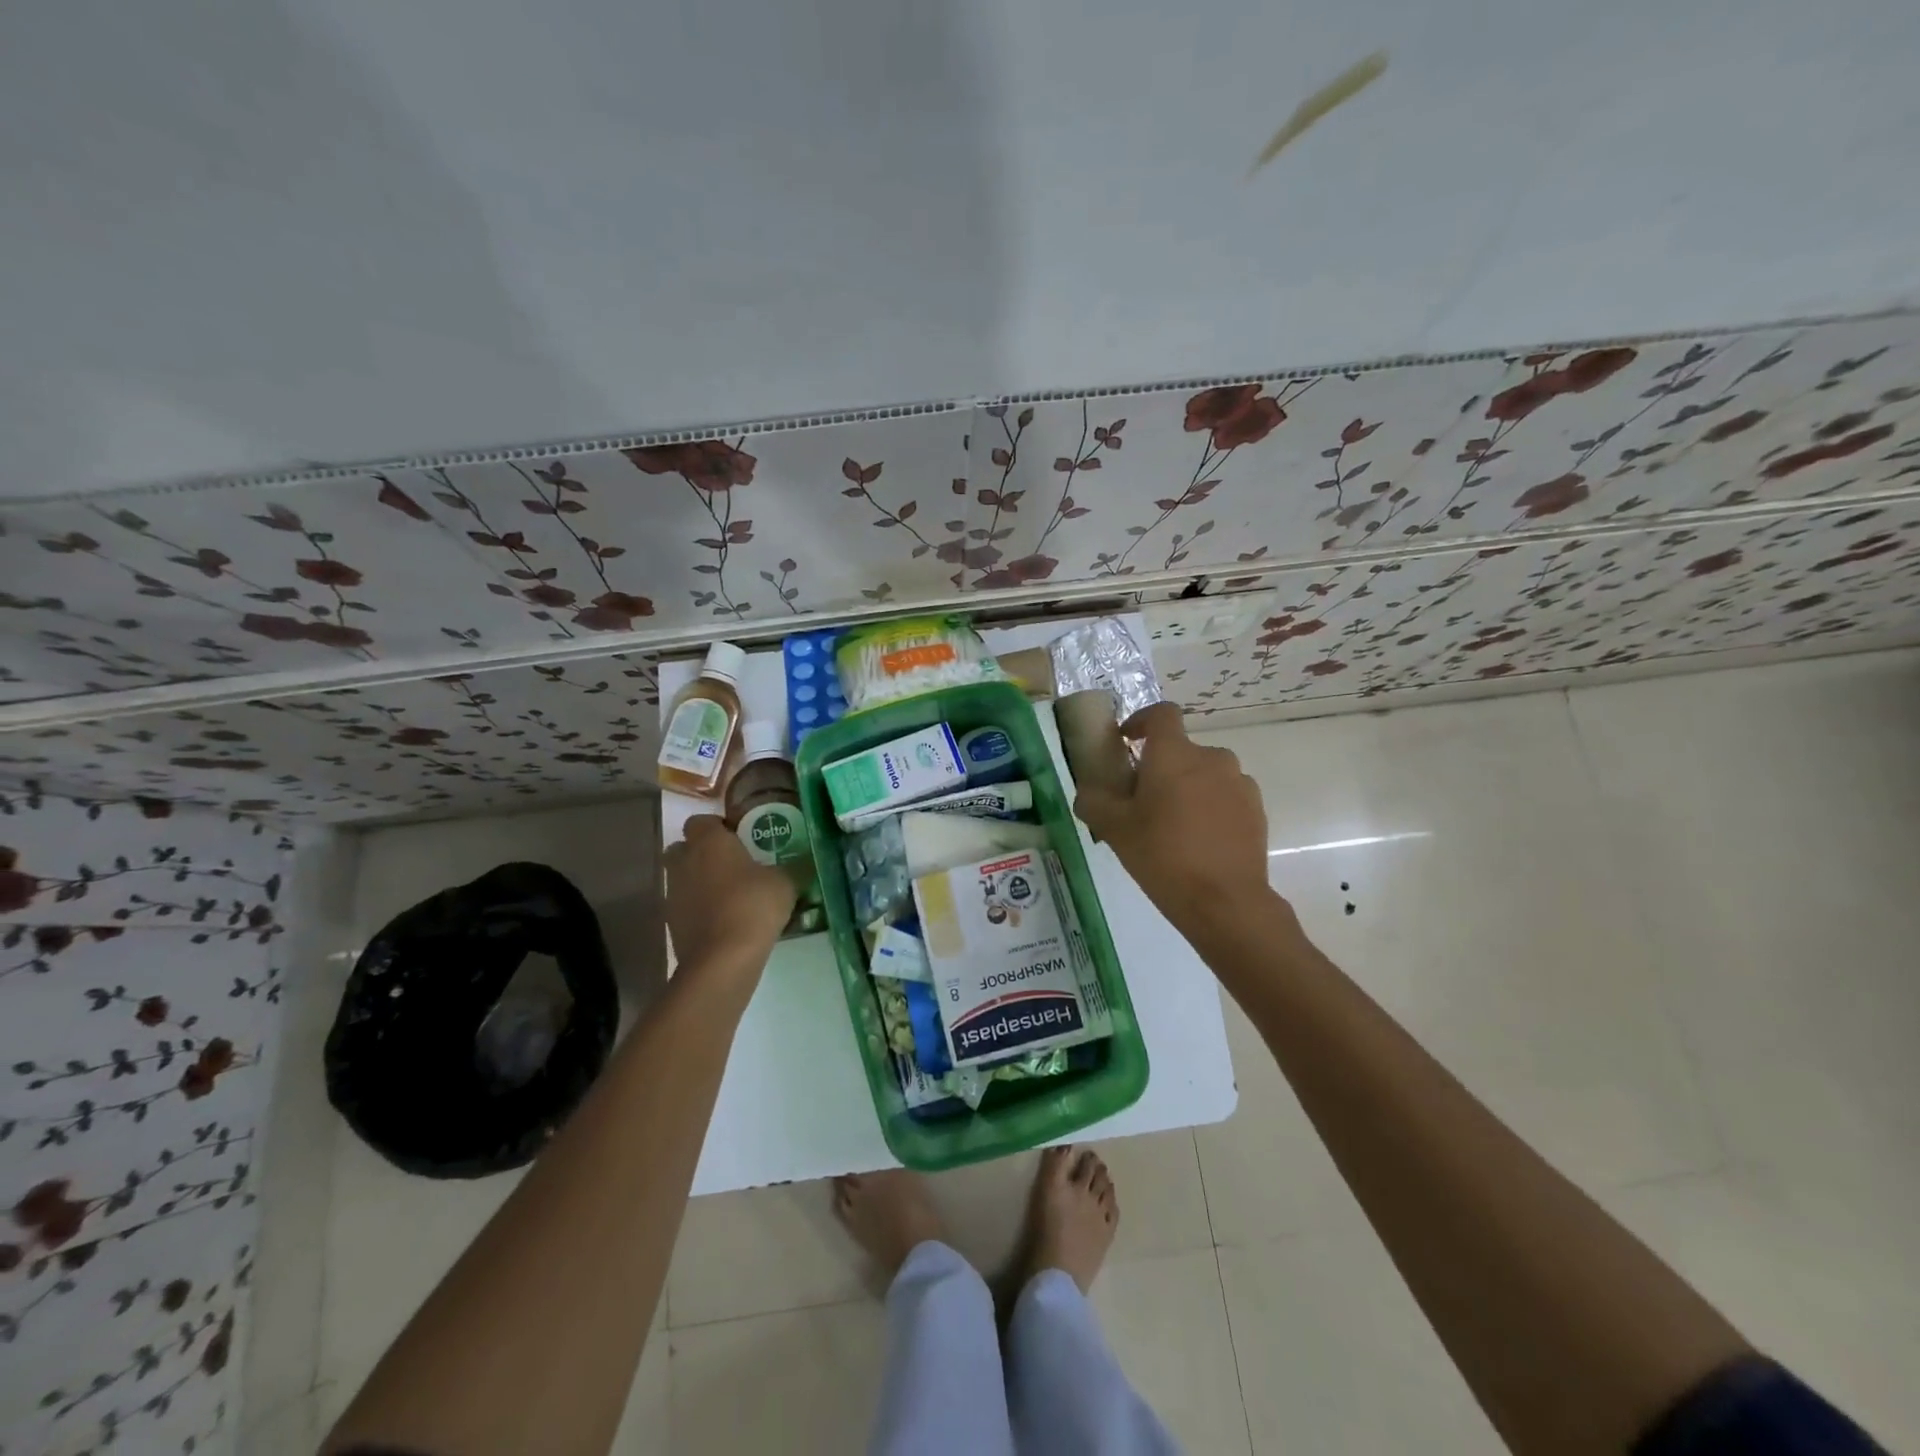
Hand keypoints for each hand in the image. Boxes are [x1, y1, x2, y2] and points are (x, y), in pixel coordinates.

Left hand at [663, 815, 796, 978]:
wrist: (723, 958)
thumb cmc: (753, 905)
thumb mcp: (784, 882)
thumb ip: (787, 868)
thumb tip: (798, 864)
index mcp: (709, 841)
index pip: (701, 821)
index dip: (718, 827)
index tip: (739, 838)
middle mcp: (685, 861)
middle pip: (683, 847)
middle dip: (701, 852)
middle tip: (731, 864)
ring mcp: (673, 892)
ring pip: (682, 877)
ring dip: (699, 881)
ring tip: (729, 895)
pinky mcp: (671, 922)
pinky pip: (684, 905)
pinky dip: (698, 907)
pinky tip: (723, 920)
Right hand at [1073, 702, 1278, 936]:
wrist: (1225, 901)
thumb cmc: (1163, 856)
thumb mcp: (1114, 830)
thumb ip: (1093, 802)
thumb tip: (1088, 792)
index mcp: (1175, 754)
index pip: (1162, 714)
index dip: (1142, 721)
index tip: (1127, 742)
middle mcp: (1212, 758)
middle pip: (1181, 750)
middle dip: (1161, 767)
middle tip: (1143, 801)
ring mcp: (1239, 783)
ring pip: (1205, 774)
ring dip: (1188, 787)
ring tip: (1174, 825)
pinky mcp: (1256, 809)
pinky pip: (1226, 796)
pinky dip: (1211, 807)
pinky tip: (1200, 841)